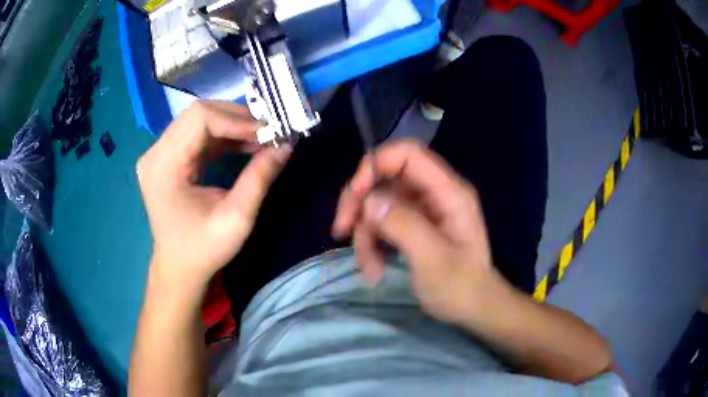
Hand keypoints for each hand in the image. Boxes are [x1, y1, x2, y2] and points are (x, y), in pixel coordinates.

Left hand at [137, 100, 290, 291]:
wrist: (179, 267)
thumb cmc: (203, 249)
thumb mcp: (236, 218)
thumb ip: (259, 178)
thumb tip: (286, 145)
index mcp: (163, 167)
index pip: (199, 118)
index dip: (236, 119)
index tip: (268, 131)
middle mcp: (155, 153)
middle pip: (199, 113)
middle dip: (237, 117)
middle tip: (268, 131)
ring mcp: (159, 153)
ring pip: (199, 119)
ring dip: (232, 124)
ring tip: (261, 137)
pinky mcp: (167, 157)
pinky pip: (197, 134)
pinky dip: (223, 135)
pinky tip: (244, 144)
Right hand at [333, 138, 507, 324]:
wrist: (473, 308)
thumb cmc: (460, 287)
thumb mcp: (433, 260)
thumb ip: (404, 225)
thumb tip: (369, 200)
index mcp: (449, 192)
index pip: (408, 154)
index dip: (376, 164)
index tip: (355, 194)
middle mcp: (434, 193)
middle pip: (386, 177)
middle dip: (360, 202)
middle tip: (341, 229)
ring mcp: (422, 209)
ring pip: (378, 203)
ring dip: (364, 232)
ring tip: (369, 268)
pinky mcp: (412, 224)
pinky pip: (381, 222)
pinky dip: (371, 242)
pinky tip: (374, 268)